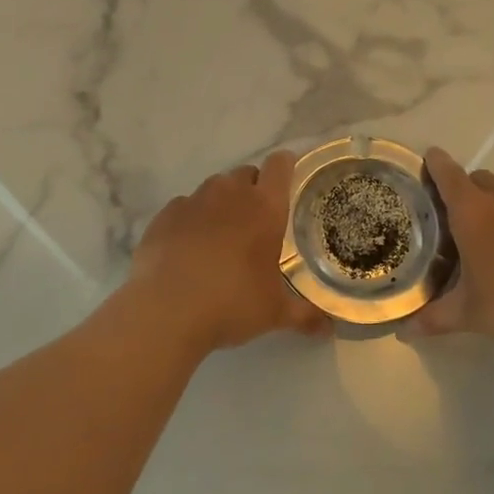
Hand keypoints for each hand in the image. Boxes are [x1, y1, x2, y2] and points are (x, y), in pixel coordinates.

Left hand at [130, 150, 327, 350]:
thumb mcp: (274, 313)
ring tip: (221, 236)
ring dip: (221, 203)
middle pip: (246, 173)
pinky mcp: (164, 215)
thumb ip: (304, 315)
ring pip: (213, 188)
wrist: (166, 310)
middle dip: (253, 190)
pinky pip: (184, 206)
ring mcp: (193, 201)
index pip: (280, 165)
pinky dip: (190, 220)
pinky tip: (188, 248)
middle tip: (256, 222)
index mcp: (264, 207)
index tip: (289, 180)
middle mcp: (229, 194)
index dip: (286, 166)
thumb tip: (328, 329)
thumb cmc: (231, 303)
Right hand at [404, 147, 493, 360]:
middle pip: (479, 179)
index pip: (450, 176)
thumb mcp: (469, 315)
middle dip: (463, 186)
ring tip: (481, 233)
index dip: (437, 164)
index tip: (428, 157)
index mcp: (474, 213)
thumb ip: (435, 318)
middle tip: (449, 211)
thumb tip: (404, 331)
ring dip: (491, 203)